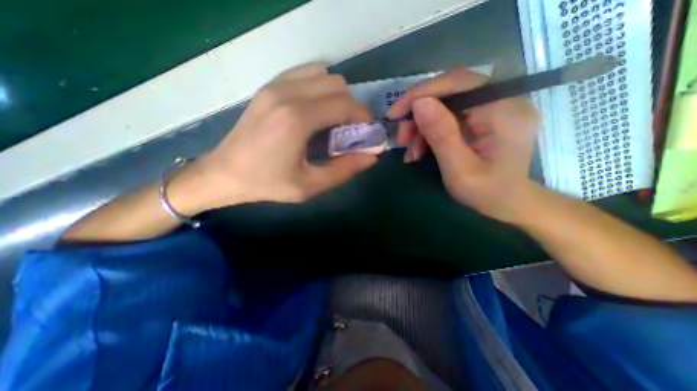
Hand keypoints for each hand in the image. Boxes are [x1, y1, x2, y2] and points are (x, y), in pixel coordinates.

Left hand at [185, 63, 379, 214]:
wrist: (225, 173)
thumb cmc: (268, 183)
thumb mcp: (310, 185)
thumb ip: (345, 170)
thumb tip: (372, 156)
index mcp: (297, 119)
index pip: (345, 104)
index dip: (362, 117)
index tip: (365, 133)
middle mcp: (287, 94)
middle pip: (337, 84)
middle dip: (351, 106)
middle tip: (348, 130)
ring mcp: (275, 86)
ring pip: (323, 74)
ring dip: (335, 96)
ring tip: (331, 120)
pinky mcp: (269, 87)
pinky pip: (305, 74)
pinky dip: (319, 88)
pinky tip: (314, 111)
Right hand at [386, 68, 536, 222]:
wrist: (507, 204)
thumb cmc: (486, 193)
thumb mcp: (459, 170)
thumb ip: (442, 135)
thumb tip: (419, 103)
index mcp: (503, 111)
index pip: (458, 83)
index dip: (421, 93)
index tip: (395, 114)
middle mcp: (502, 100)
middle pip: (449, 92)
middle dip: (418, 114)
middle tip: (402, 138)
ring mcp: (493, 107)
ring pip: (445, 104)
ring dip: (421, 126)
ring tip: (411, 152)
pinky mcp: (483, 118)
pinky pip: (449, 116)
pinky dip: (429, 131)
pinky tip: (420, 150)